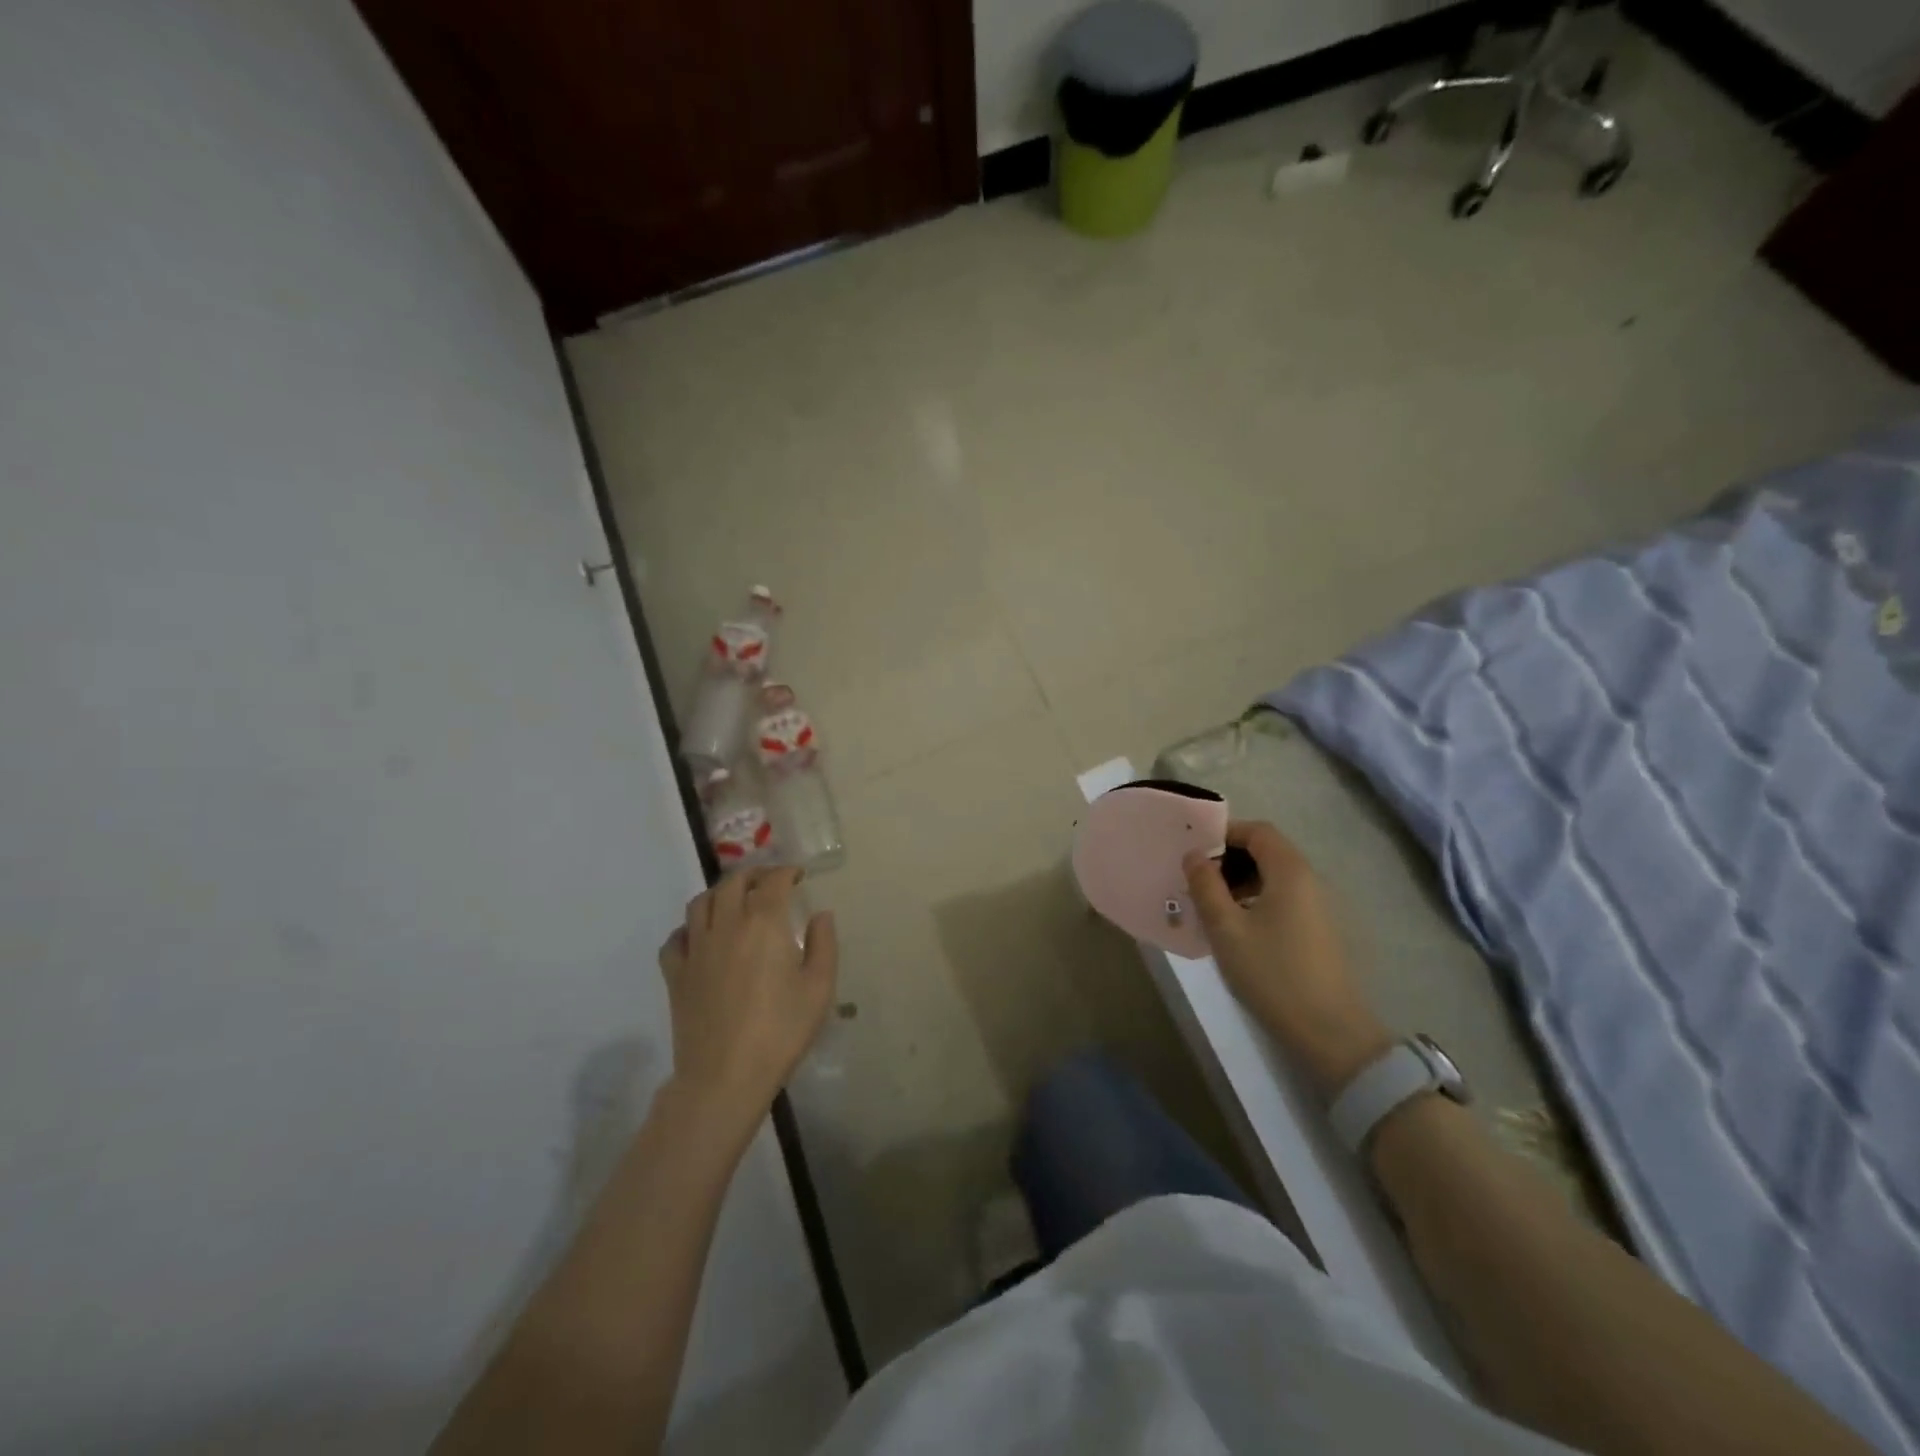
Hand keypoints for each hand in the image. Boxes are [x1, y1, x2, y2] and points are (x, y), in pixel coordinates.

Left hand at [658, 866, 836, 1140]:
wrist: (724, 1077)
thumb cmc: (780, 1031)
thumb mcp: (819, 989)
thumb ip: (823, 944)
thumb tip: (821, 915)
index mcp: (764, 923)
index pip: (773, 881)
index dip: (786, 871)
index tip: (798, 875)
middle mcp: (726, 925)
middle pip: (733, 883)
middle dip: (754, 874)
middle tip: (769, 882)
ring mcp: (696, 949)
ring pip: (700, 903)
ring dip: (720, 893)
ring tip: (734, 901)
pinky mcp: (675, 974)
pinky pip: (676, 938)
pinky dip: (689, 929)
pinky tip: (701, 937)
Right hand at [1184, 822, 1391, 1098]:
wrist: (1329, 1031)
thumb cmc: (1271, 972)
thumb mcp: (1226, 928)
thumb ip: (1206, 885)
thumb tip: (1194, 854)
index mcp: (1289, 871)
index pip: (1258, 831)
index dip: (1224, 833)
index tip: (1194, 852)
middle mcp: (1308, 880)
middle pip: (1267, 850)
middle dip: (1229, 858)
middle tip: (1197, 879)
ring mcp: (1317, 906)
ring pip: (1273, 876)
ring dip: (1240, 880)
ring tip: (1210, 905)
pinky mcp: (1317, 929)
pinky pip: (1282, 898)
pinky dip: (1256, 899)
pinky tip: (1235, 926)